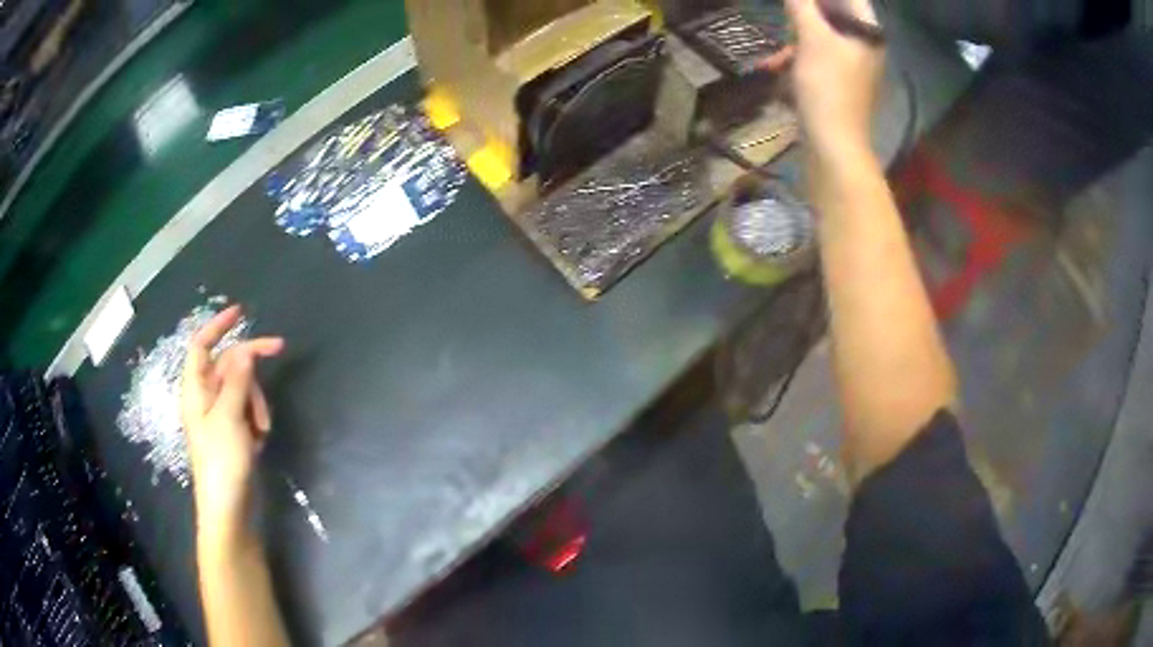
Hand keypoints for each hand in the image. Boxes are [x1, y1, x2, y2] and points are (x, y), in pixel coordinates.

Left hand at [181, 306, 283, 544]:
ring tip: (262, 428)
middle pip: (229, 364)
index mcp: (196, 389)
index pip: (202, 345)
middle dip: (251, 368)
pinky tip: (260, 438)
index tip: (241, 312)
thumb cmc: (221, 461)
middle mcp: (205, 397)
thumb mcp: (229, 417)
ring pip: (242, 387)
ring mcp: (220, 415)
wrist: (228, 507)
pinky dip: (257, 417)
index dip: (218, 325)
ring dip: (257, 400)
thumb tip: (245, 351)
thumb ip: (238, 381)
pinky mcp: (233, 431)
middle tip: (279, 350)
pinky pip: (247, 409)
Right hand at [786, 0, 883, 162]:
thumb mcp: (812, 39)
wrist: (833, 146)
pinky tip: (775, 70)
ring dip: (793, 42)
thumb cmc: (828, 87)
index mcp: (868, 34)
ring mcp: (852, 69)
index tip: (799, 0)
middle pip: (833, 16)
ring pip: (820, 39)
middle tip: (786, 13)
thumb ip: (802, 6)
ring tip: (773, 56)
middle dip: (803, 15)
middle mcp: (865, 48)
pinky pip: (815, 61)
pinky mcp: (838, 86)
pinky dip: (796, 62)